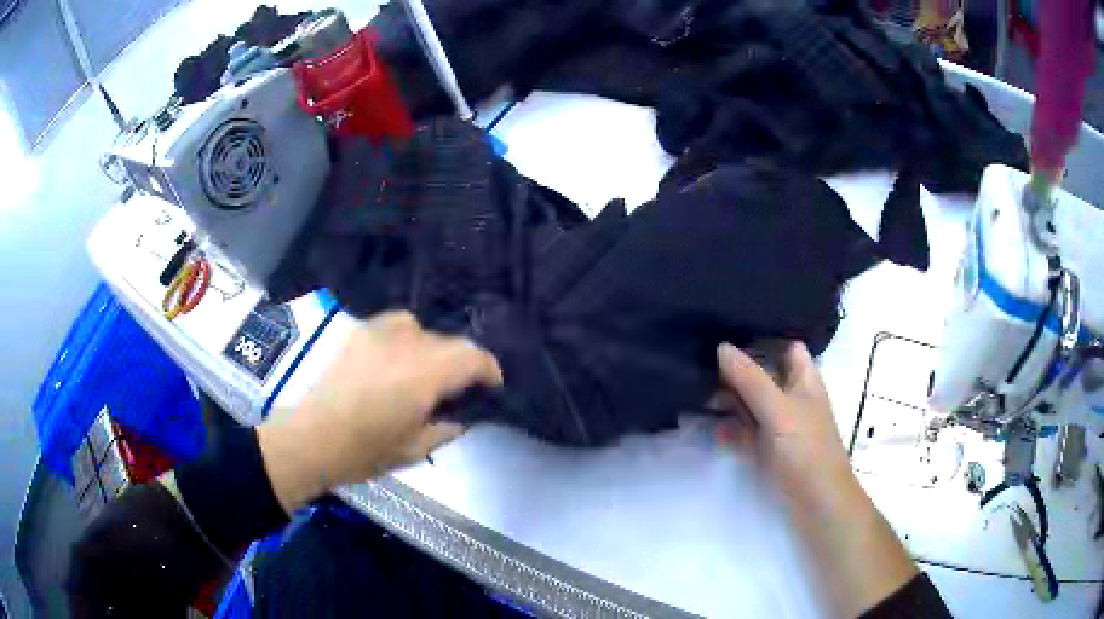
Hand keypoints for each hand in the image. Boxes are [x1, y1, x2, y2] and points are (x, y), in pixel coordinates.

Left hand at [258, 312, 502, 512]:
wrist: (310, 437)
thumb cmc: (364, 450)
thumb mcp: (414, 449)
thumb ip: (446, 429)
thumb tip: (461, 417)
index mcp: (425, 373)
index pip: (472, 357)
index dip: (489, 370)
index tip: (492, 387)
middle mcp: (406, 343)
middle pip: (449, 342)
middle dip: (460, 363)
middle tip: (456, 390)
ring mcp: (379, 333)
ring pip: (421, 329)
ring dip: (431, 349)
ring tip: (423, 373)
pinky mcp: (358, 333)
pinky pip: (393, 326)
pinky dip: (405, 340)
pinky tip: (394, 362)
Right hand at [716, 342, 918, 616]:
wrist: (816, 501)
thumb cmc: (806, 449)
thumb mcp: (779, 410)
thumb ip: (751, 379)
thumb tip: (721, 347)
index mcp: (804, 379)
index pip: (786, 346)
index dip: (764, 336)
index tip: (729, 328)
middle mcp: (791, 397)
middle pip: (763, 373)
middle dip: (736, 369)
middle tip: (700, 362)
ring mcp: (779, 424)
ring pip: (751, 402)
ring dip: (729, 399)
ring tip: (696, 393)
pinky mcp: (767, 447)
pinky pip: (745, 430)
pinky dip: (730, 428)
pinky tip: (713, 430)